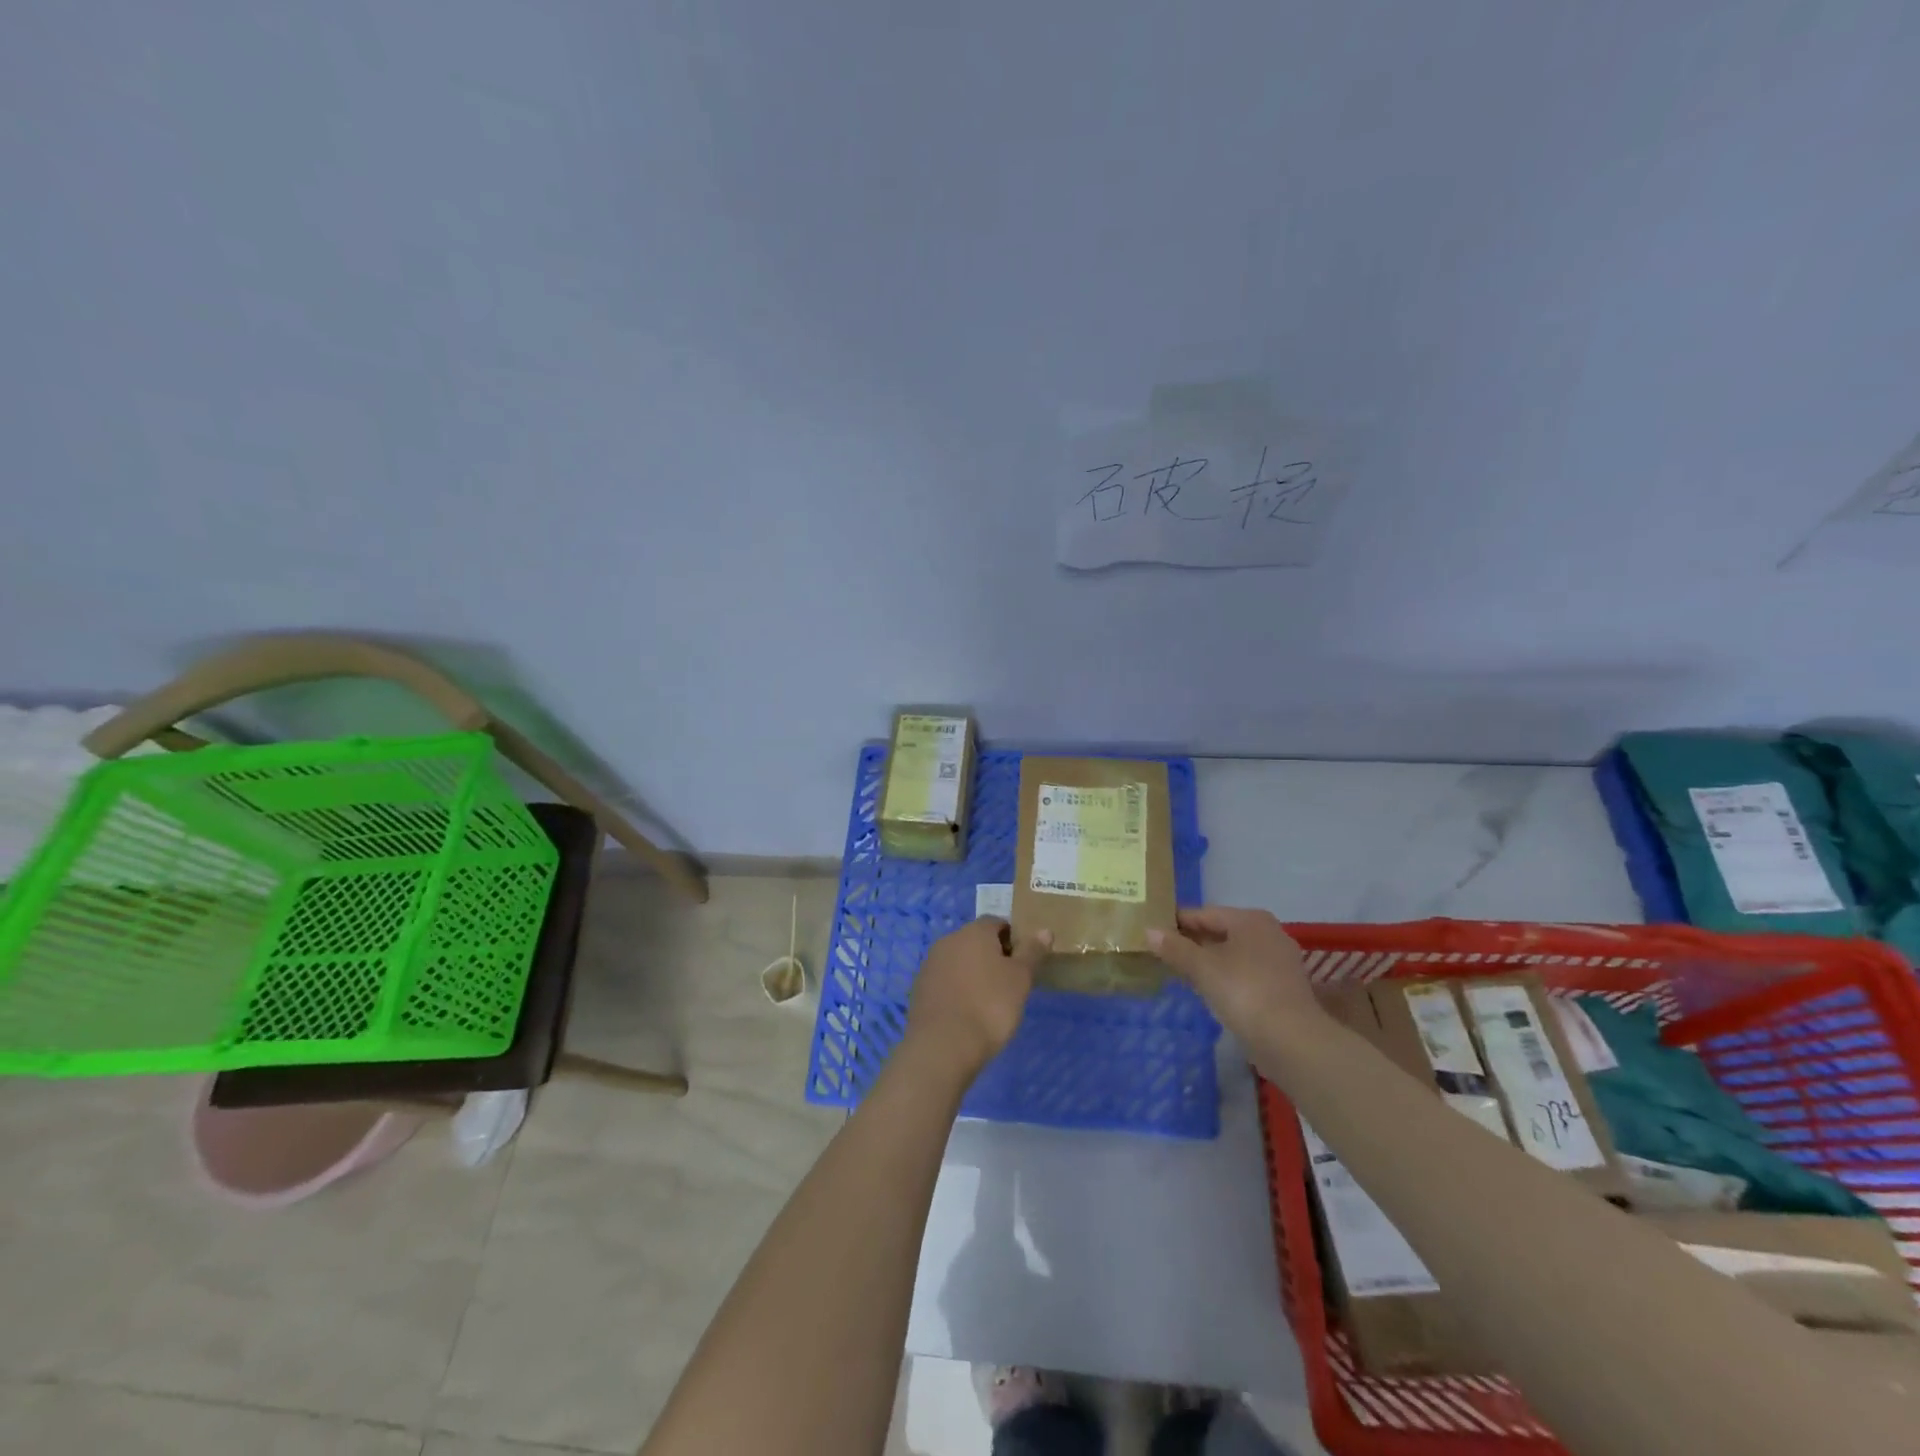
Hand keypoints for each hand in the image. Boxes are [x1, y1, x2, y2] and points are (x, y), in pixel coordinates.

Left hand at [903, 919, 1047, 1080]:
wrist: (943, 1045)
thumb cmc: (990, 1006)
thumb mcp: (1020, 979)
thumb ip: (1032, 952)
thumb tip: (1044, 930)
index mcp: (974, 932)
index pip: (997, 922)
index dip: (1013, 938)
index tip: (1023, 961)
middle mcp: (948, 940)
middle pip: (976, 940)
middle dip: (992, 955)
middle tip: (1010, 982)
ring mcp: (930, 964)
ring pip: (959, 960)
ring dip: (973, 972)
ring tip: (989, 1000)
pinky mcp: (920, 988)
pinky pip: (945, 980)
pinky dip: (957, 988)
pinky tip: (967, 1011)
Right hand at [1148, 907, 1319, 1041]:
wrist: (1292, 1041)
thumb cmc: (1244, 992)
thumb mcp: (1202, 968)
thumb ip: (1175, 948)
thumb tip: (1149, 930)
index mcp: (1250, 919)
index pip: (1204, 913)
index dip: (1176, 922)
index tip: (1152, 930)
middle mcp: (1268, 933)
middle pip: (1220, 932)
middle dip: (1192, 942)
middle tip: (1161, 952)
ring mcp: (1279, 961)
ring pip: (1233, 954)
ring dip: (1208, 961)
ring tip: (1179, 971)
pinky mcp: (1283, 988)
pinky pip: (1244, 973)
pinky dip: (1225, 977)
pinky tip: (1208, 990)